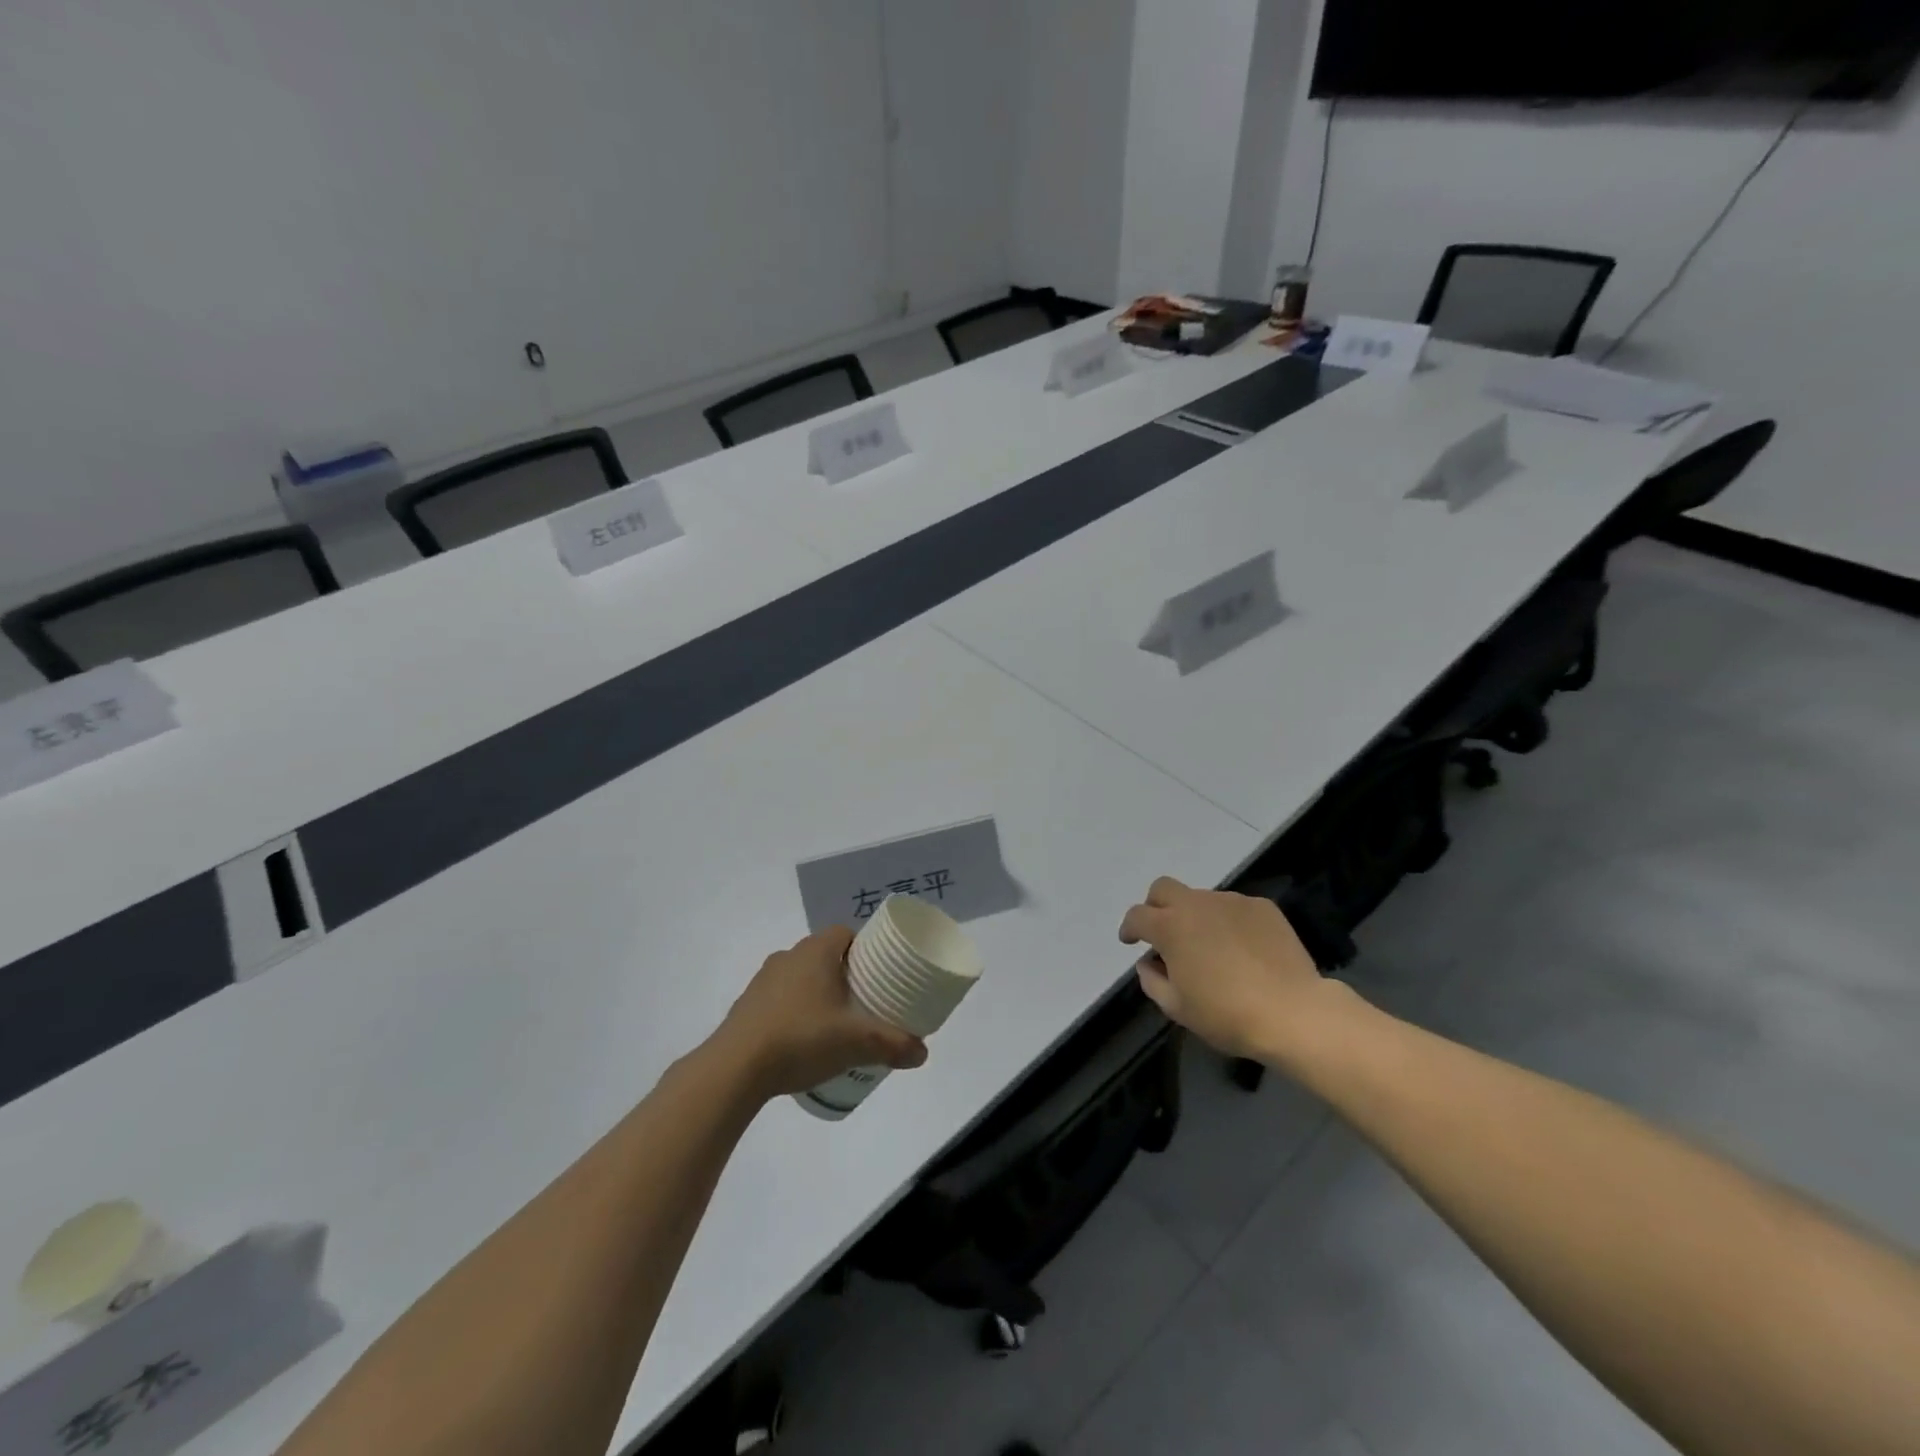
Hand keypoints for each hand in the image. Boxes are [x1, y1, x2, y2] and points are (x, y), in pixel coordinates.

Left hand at [711, 926, 927, 1099]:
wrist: (733, 1069)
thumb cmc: (800, 1038)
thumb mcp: (855, 1043)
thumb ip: (892, 1044)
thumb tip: (923, 1053)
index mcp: (815, 952)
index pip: (845, 933)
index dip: (865, 948)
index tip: (880, 972)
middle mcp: (788, 956)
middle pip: (824, 955)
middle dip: (844, 974)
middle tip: (864, 1001)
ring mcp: (762, 981)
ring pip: (800, 977)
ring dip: (817, 993)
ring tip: (835, 1024)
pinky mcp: (746, 1007)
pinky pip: (780, 1000)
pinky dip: (794, 1012)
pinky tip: (803, 1042)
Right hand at [1118, 877, 1347, 1064]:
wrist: (1294, 1013)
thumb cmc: (1227, 1014)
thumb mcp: (1178, 1008)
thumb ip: (1152, 981)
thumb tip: (1149, 962)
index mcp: (1170, 927)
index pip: (1137, 915)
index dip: (1129, 928)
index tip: (1131, 941)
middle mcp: (1197, 904)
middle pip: (1163, 888)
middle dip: (1156, 906)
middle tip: (1164, 933)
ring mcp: (1232, 902)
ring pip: (1202, 899)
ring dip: (1196, 917)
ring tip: (1212, 948)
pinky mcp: (1262, 907)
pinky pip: (1235, 908)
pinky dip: (1229, 923)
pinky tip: (1242, 949)